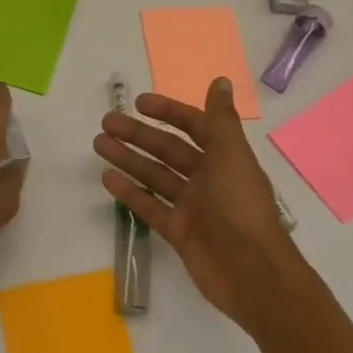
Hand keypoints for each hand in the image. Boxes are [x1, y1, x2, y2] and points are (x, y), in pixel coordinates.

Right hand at [95, 77, 309, 331]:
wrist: (252, 273)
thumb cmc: (241, 205)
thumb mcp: (232, 154)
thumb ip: (221, 118)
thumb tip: (221, 79)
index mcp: (224, 157)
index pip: (193, 126)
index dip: (168, 112)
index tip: (139, 102)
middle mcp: (207, 178)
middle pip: (167, 149)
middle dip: (138, 134)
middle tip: (107, 121)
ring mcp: (192, 206)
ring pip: (155, 175)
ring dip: (128, 158)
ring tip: (99, 143)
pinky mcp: (179, 232)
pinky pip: (150, 206)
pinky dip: (130, 192)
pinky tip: (108, 178)